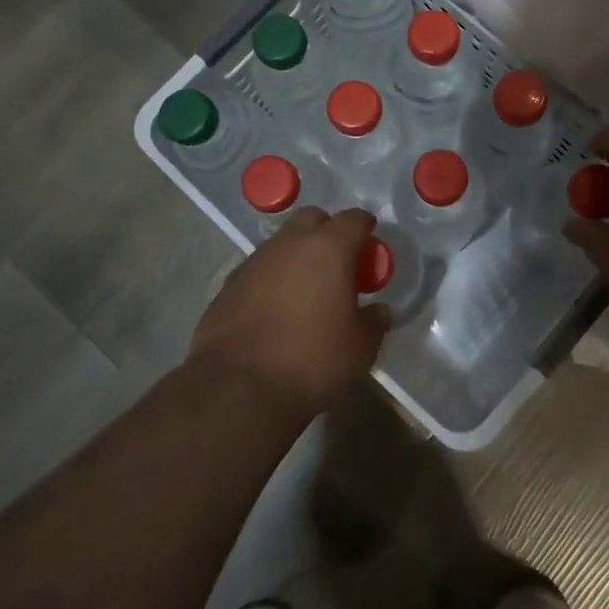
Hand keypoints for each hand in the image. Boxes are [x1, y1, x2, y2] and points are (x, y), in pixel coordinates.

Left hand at [189, 207, 391, 421]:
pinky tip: (276, 308)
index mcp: (328, 249)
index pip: (354, 220)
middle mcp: (289, 244)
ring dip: (297, 255)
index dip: (366, 228)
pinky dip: (272, 278)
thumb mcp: (359, 349)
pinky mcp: (228, 284)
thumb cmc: (311, 362)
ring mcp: (254, 262)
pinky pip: (259, 269)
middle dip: (328, 232)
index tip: (371, 245)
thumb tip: (379, 311)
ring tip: (307, 289)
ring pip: (282, 243)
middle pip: (312, 219)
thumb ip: (374, 323)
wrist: (237, 389)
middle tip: (339, 263)